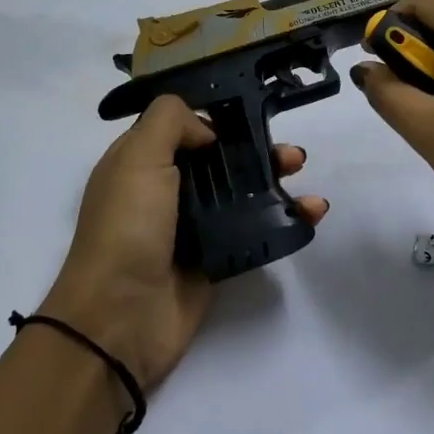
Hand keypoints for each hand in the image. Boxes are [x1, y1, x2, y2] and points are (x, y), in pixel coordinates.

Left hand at [42, 95, 326, 392]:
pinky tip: (312, 210)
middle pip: (220, 159)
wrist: (120, 318)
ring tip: (301, 172)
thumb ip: (170, 121)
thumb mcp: (137, 156)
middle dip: (258, 149)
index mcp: (140, 161)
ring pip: (242, 192)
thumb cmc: (127, 226)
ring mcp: (192, 226)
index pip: (183, 127)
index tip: (251, 115)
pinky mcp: (216, 258)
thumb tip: (208, 132)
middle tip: (289, 153)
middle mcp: (165, 190)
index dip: (217, 119)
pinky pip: (255, 230)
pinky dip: (286, 218)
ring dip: (276, 179)